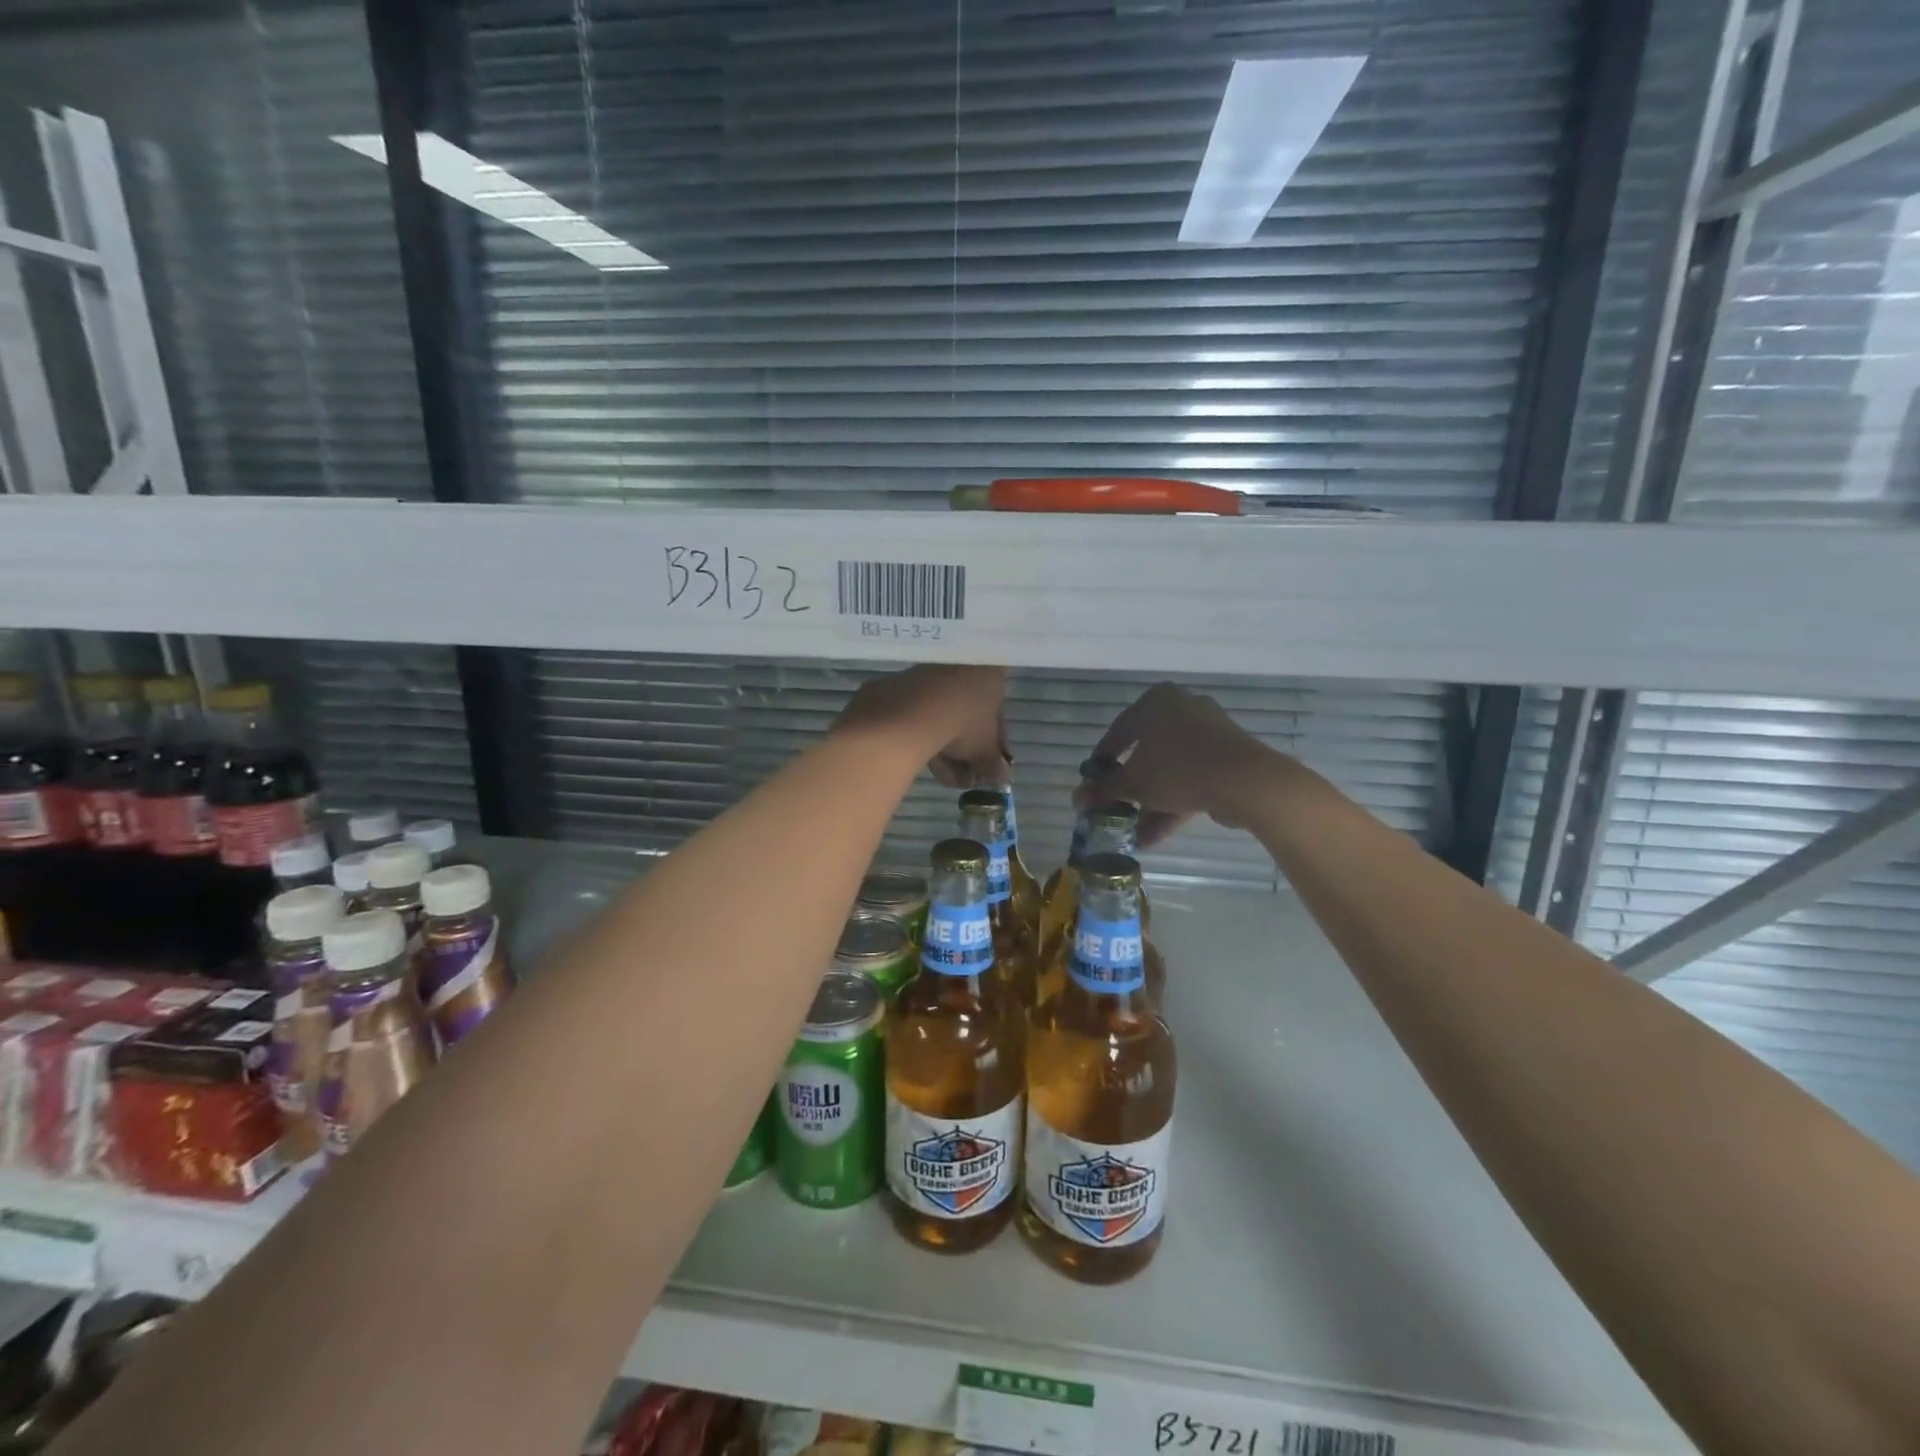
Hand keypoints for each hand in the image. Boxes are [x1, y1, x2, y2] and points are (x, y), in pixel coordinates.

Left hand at [835, 665, 1009, 787]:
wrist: (913, 709)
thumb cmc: (963, 722)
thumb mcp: (984, 750)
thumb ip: (993, 764)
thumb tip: (1001, 777)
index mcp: (991, 673)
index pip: (998, 713)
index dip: (992, 745)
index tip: (984, 765)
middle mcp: (962, 665)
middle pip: (968, 715)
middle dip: (965, 752)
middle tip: (963, 777)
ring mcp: (931, 672)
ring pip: (943, 715)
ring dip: (945, 749)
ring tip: (943, 776)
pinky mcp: (903, 683)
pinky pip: (921, 713)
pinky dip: (924, 735)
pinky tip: (925, 761)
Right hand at [1082, 683, 1273, 846]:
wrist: (1244, 780)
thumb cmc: (1176, 769)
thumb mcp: (1132, 783)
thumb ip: (1105, 789)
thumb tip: (1079, 798)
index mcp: (1155, 702)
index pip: (1118, 731)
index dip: (1101, 761)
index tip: (1092, 784)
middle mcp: (1182, 709)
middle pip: (1146, 752)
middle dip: (1129, 788)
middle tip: (1114, 809)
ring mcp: (1209, 733)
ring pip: (1170, 769)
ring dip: (1150, 802)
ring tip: (1134, 834)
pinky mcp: (1227, 757)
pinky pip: (1192, 777)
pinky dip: (1174, 802)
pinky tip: (1155, 836)